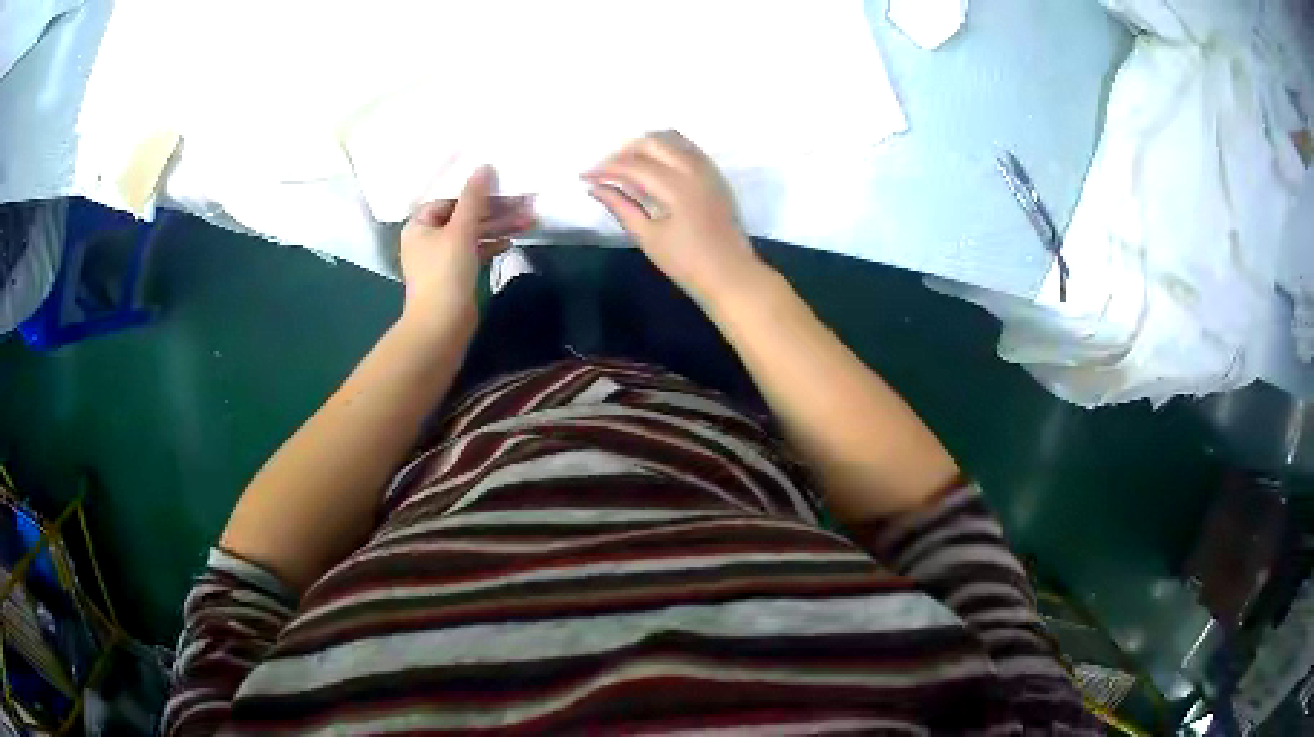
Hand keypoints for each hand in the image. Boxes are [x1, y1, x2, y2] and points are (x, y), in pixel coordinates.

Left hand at [399, 166, 534, 332]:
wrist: (442, 325)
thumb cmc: (446, 272)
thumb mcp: (461, 230)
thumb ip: (473, 197)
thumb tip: (484, 167)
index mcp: (419, 225)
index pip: (449, 199)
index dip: (474, 192)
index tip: (500, 187)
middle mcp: (426, 239)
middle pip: (464, 215)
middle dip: (494, 211)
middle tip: (524, 203)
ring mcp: (441, 258)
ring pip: (472, 234)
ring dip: (498, 227)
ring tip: (528, 222)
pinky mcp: (454, 274)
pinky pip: (474, 251)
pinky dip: (491, 245)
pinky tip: (510, 242)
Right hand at [583, 131, 763, 306]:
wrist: (731, 275)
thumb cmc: (687, 263)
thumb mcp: (648, 237)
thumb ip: (621, 207)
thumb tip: (595, 188)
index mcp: (676, 187)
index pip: (632, 165)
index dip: (605, 168)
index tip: (584, 176)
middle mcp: (693, 169)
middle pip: (652, 143)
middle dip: (624, 152)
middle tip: (605, 170)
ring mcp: (708, 169)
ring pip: (672, 139)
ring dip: (645, 146)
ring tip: (626, 165)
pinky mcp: (715, 175)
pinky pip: (688, 147)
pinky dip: (666, 148)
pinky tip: (653, 164)